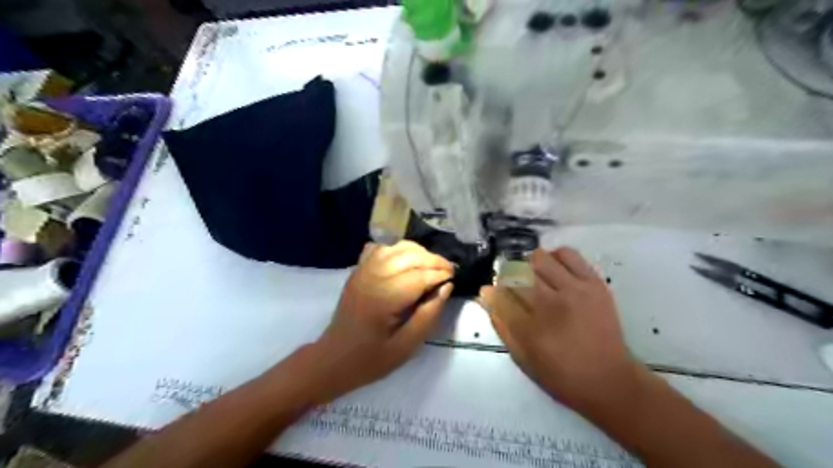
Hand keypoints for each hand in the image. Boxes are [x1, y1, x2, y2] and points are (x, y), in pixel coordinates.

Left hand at [301, 242, 452, 402]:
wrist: (333, 359)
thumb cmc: (371, 359)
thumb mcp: (406, 346)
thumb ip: (428, 315)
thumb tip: (446, 287)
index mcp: (384, 298)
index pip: (419, 275)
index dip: (440, 274)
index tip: (455, 278)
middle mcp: (372, 277)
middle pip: (409, 255)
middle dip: (433, 260)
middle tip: (448, 271)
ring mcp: (362, 271)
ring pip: (395, 247)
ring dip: (417, 252)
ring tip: (432, 265)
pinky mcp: (358, 271)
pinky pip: (379, 248)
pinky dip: (396, 248)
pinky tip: (405, 259)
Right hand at [483, 248, 639, 408]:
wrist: (609, 380)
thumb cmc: (560, 374)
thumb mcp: (522, 357)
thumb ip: (501, 324)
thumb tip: (486, 293)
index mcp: (531, 328)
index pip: (500, 293)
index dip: (494, 289)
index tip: (494, 291)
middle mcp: (551, 304)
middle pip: (517, 272)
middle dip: (508, 276)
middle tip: (514, 286)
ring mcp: (575, 290)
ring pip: (540, 258)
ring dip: (529, 265)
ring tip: (534, 276)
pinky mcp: (593, 283)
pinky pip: (568, 254)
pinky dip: (554, 257)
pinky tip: (554, 270)